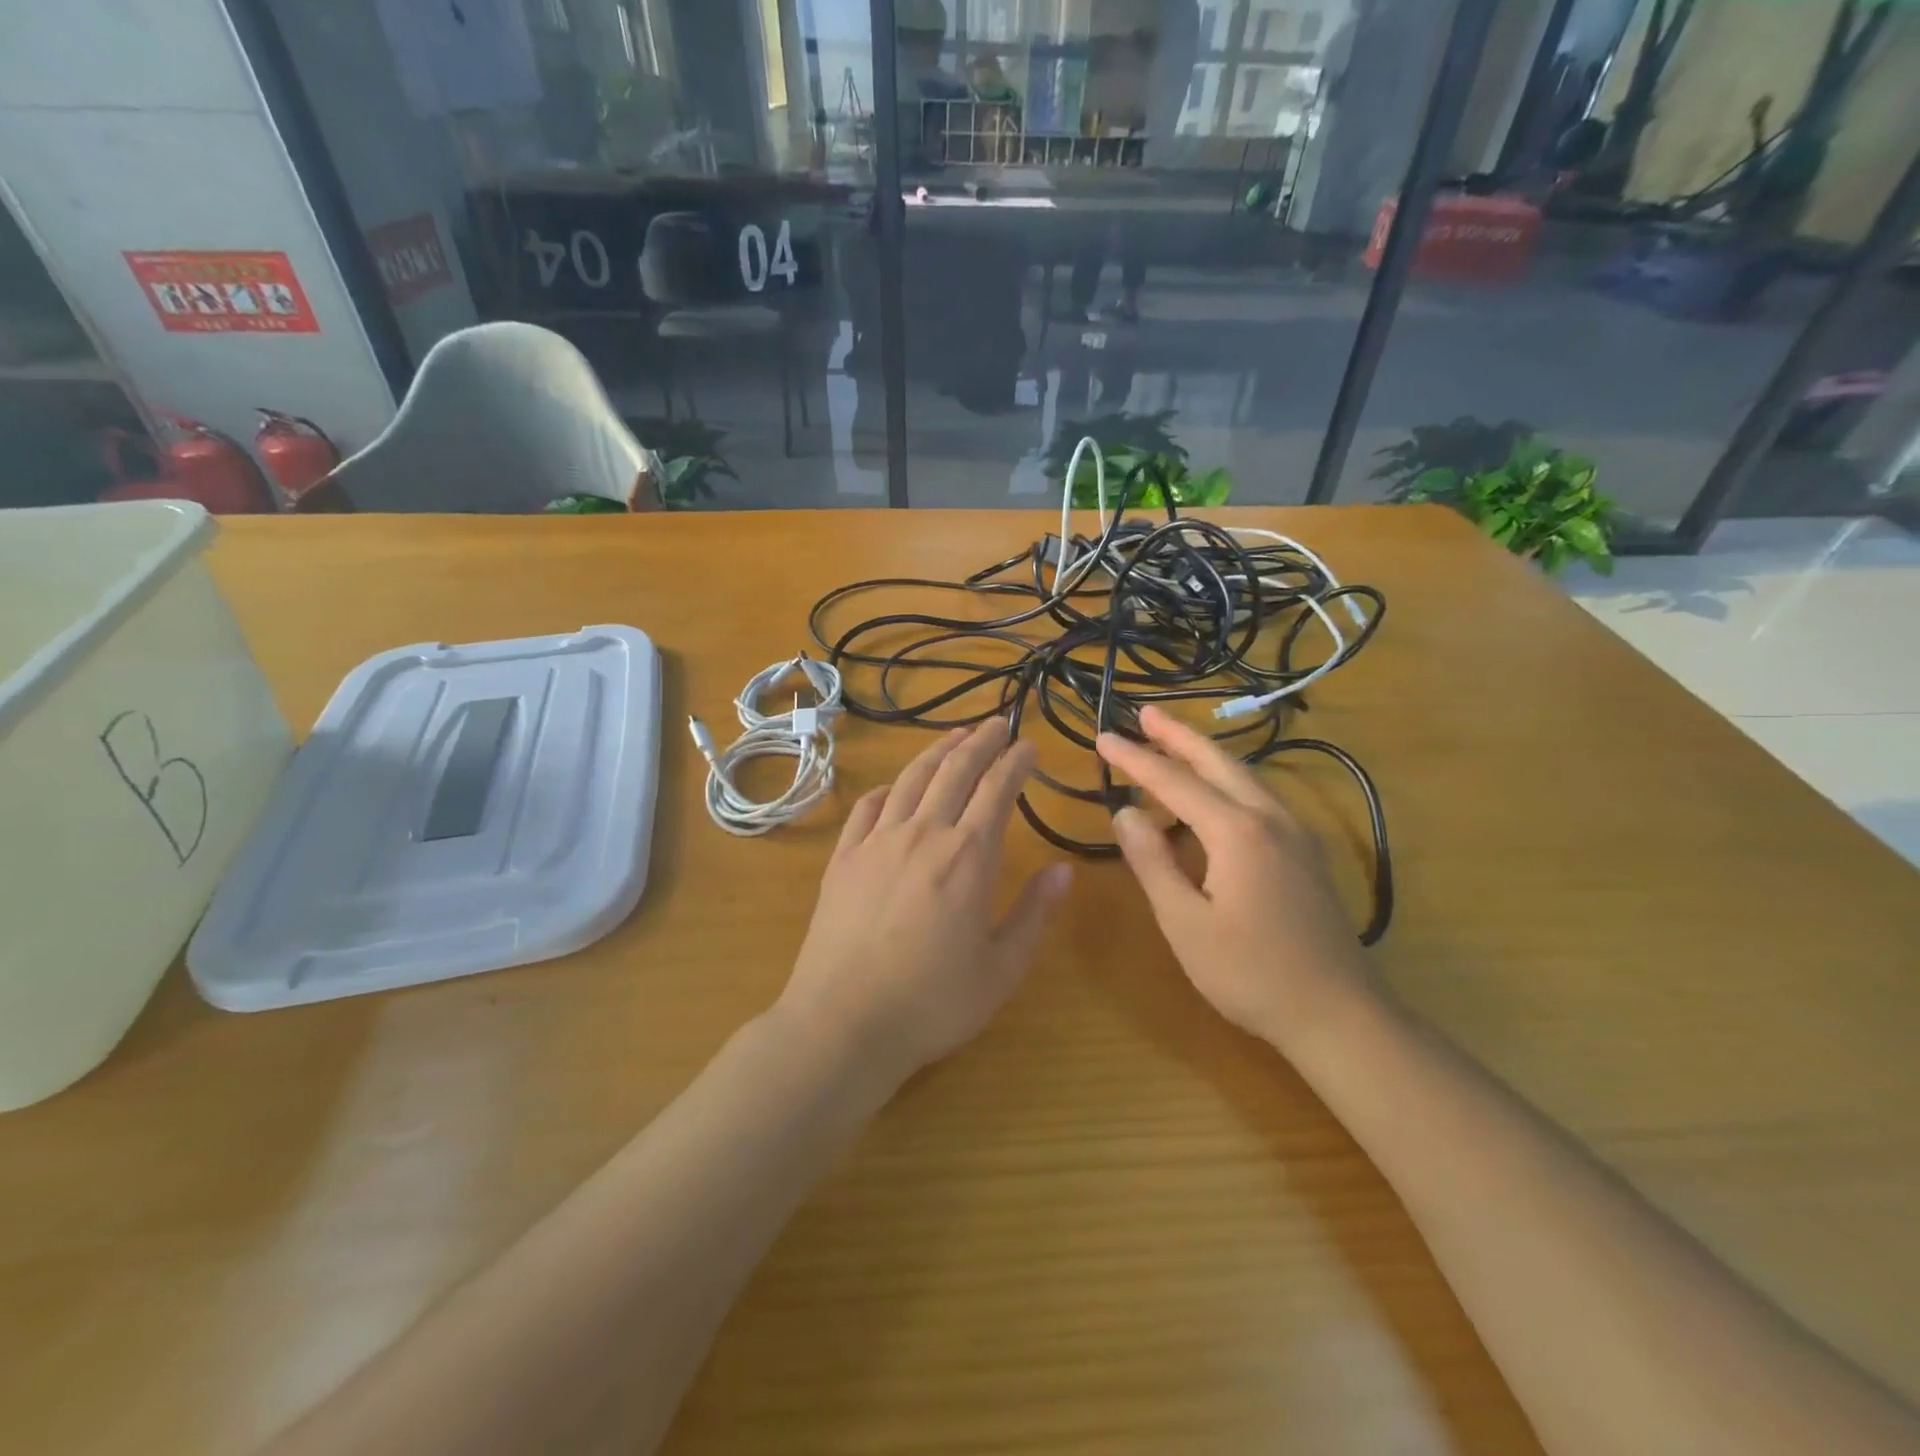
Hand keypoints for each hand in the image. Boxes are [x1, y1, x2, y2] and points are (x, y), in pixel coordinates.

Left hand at [779, 719, 1071, 1086]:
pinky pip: (867, 808)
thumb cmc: (932, 1002)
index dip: (1016, 762)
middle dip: (980, 742)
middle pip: (954, 772)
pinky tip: (895, 787)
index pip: (997, 791)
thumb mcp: (1001, 969)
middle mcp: (923, 835)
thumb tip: (1062, 870)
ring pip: (911, 780)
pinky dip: (887, 789)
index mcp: (967, 857)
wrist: (844, 1023)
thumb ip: (1034, 914)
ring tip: (954, 737)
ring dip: (936, 753)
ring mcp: (877, 842)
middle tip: (997, 723)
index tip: (1029, 745)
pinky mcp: (843, 858)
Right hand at [1096, 705, 1375, 1050]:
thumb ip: (1153, 862)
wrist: (1339, 1015)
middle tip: (1145, 714)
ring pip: (1245, 776)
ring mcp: (1296, 834)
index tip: (1102, 738)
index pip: (1173, 782)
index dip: (1135, 759)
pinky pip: (1259, 798)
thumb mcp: (1185, 923)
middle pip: (1218, 762)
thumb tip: (1126, 813)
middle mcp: (1270, 818)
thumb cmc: (1251, 974)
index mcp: (1237, 831)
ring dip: (1205, 756)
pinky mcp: (1306, 853)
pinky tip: (1215, 795)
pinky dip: (1227, 781)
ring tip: (1171, 743)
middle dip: (1178, 736)